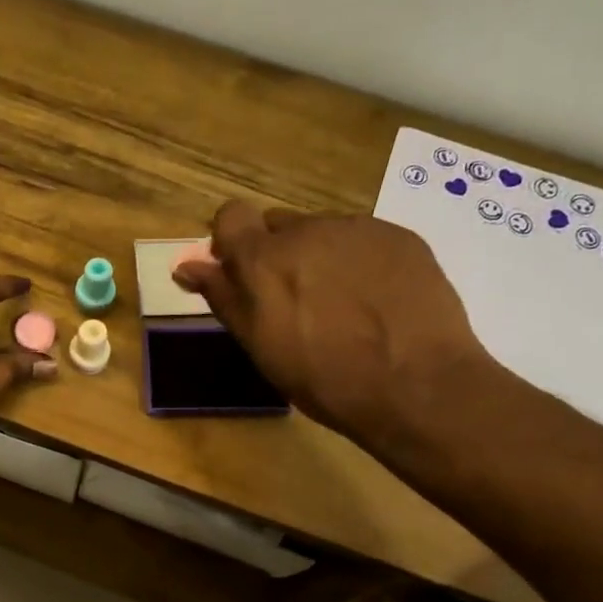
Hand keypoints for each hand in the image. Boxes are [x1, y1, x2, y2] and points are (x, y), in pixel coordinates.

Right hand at [172, 201, 494, 449]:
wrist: (416, 384)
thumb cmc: (322, 377)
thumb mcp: (259, 346)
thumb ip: (223, 297)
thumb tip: (186, 266)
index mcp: (263, 258)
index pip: (230, 217)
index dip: (231, 242)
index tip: (240, 275)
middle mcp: (307, 229)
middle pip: (278, 227)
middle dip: (277, 255)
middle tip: (294, 303)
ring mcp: (358, 229)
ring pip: (323, 233)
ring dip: (319, 259)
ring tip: (342, 307)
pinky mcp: (400, 236)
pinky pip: (364, 240)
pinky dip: (359, 263)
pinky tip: (376, 302)